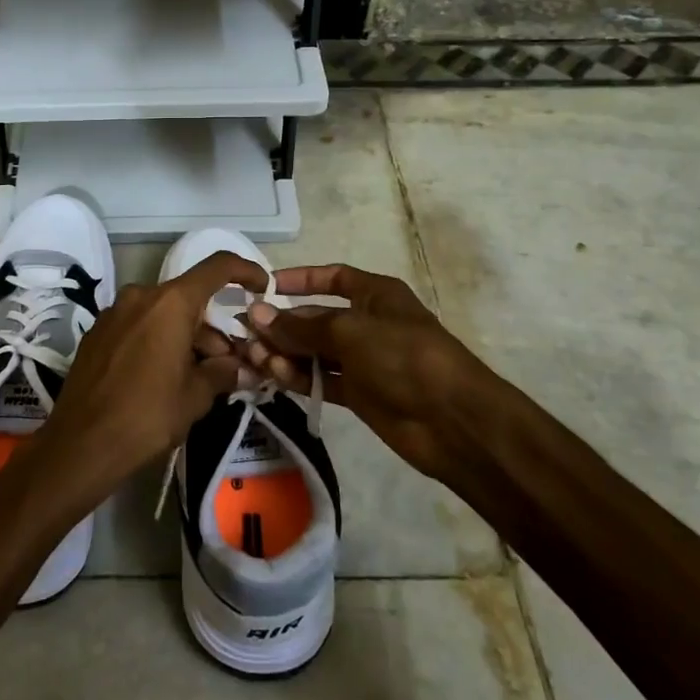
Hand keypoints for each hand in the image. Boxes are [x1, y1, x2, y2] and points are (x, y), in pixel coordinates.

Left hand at [32, 252, 267, 511]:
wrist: (81, 444)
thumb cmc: (147, 416)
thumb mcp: (196, 396)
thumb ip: (223, 373)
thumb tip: (241, 367)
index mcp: (170, 303)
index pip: (217, 267)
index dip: (245, 270)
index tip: (262, 287)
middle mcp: (140, 296)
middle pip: (188, 298)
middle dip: (213, 325)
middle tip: (231, 361)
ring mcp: (113, 313)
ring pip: (162, 313)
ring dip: (185, 336)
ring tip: (200, 375)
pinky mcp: (96, 334)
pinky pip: (138, 326)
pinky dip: (157, 340)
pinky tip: (163, 376)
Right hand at [241, 264, 507, 483]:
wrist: (453, 421)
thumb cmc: (404, 357)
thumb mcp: (350, 331)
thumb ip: (300, 326)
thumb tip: (256, 314)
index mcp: (375, 295)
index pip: (333, 277)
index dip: (300, 279)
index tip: (265, 286)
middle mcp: (367, 323)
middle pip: (316, 317)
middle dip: (282, 324)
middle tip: (245, 332)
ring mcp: (363, 360)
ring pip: (314, 351)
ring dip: (285, 353)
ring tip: (255, 358)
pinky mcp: (359, 394)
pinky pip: (321, 379)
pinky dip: (298, 377)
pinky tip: (275, 376)